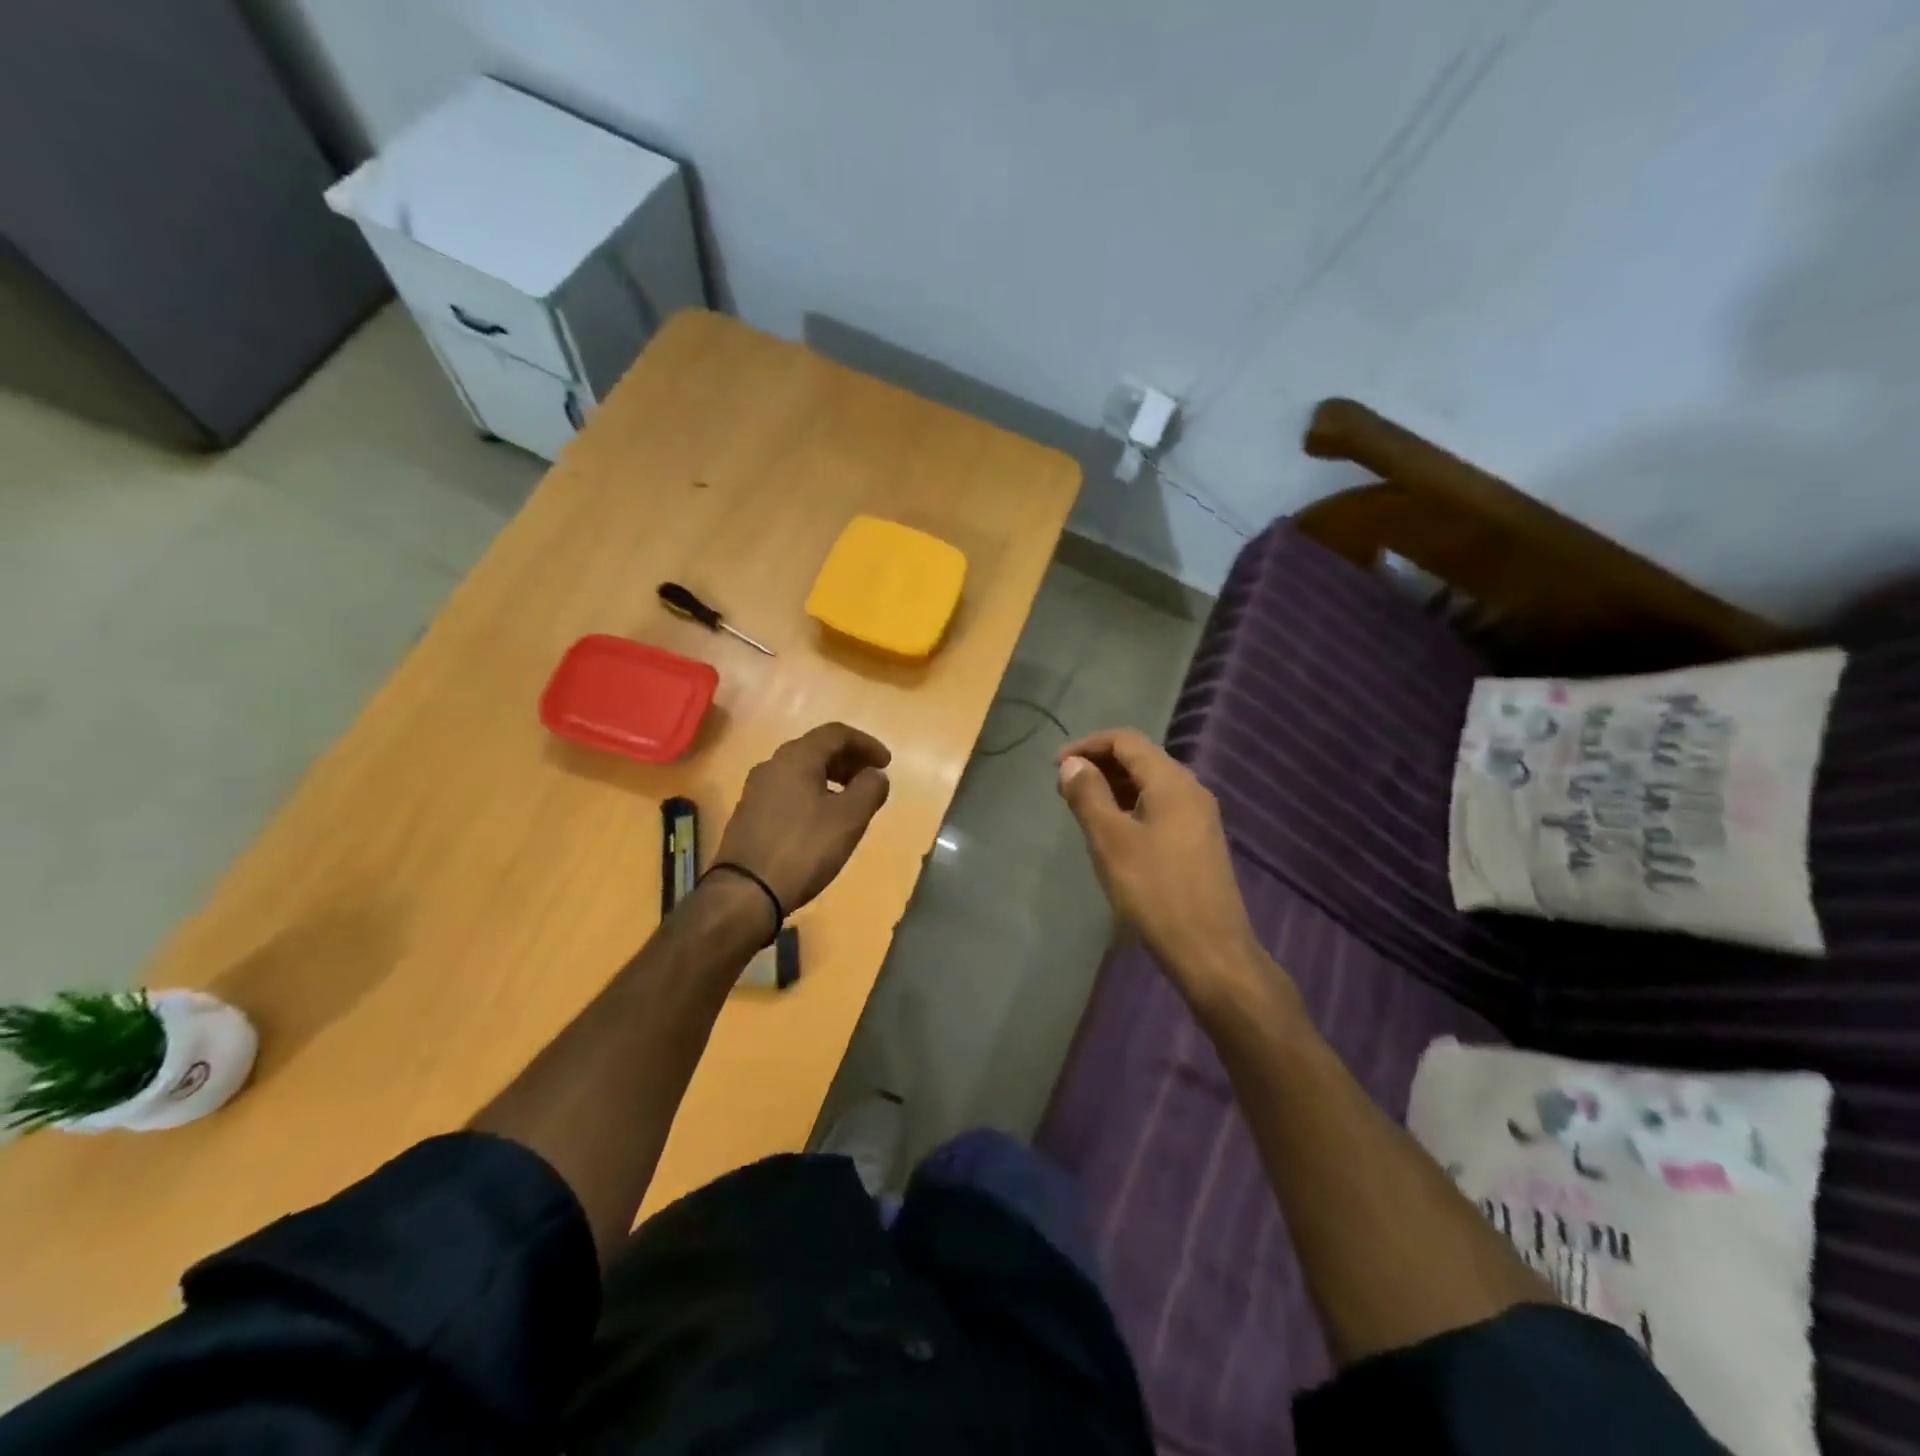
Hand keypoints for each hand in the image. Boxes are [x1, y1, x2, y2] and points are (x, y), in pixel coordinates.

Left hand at [715, 723, 892, 917]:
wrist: (746, 892)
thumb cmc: (804, 848)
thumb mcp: (849, 819)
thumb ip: (869, 789)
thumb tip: (875, 774)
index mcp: (796, 757)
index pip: (836, 733)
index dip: (866, 744)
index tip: (886, 764)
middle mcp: (772, 765)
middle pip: (817, 748)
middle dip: (849, 760)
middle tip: (871, 779)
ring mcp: (756, 789)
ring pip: (801, 770)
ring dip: (831, 777)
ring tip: (851, 801)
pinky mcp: (749, 813)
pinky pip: (788, 790)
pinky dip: (812, 793)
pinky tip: (823, 819)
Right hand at [1056, 728, 1266, 1000]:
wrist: (1209, 950)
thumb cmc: (1155, 891)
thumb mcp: (1111, 840)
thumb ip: (1088, 795)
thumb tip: (1071, 764)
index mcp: (1171, 782)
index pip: (1126, 740)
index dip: (1087, 745)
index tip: (1055, 766)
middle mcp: (1190, 790)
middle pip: (1140, 758)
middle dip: (1099, 764)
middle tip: (1064, 787)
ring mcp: (1199, 817)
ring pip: (1150, 784)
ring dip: (1114, 786)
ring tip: (1081, 806)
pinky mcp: (1198, 842)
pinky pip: (1160, 807)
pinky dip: (1131, 806)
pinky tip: (1112, 830)